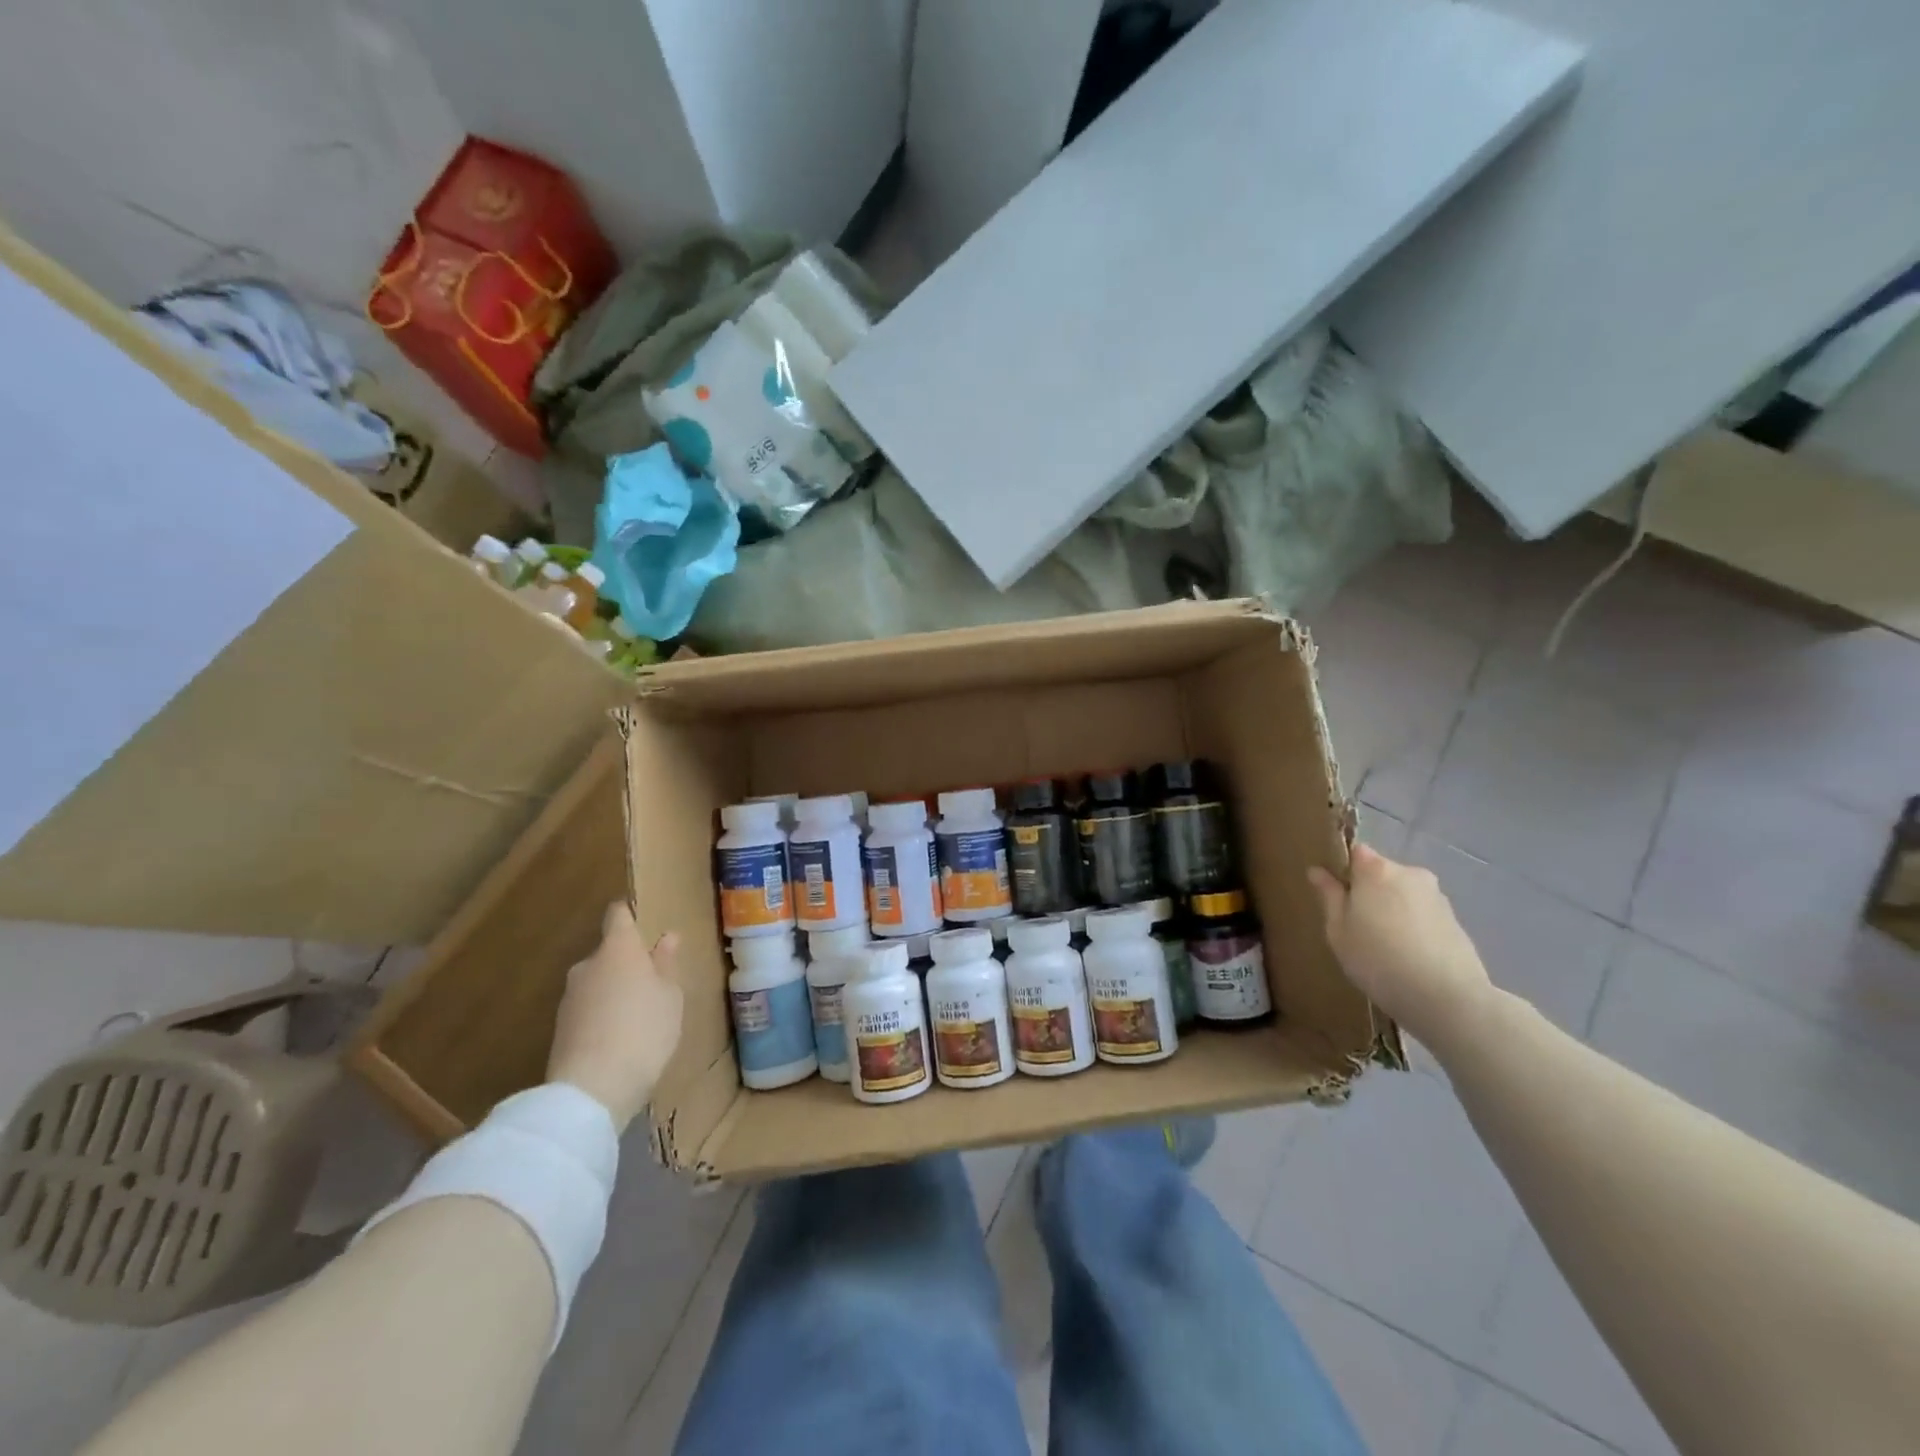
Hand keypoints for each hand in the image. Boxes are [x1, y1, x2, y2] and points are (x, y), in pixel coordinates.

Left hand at [548, 903, 683, 1130]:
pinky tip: (619, 1039)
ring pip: (597, 982)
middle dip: (627, 963)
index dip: (629, 915)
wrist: (592, 1089)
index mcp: (618, 950)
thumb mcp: (671, 996)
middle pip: (608, 953)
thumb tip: (666, 937)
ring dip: (614, 992)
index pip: (617, 916)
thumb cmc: (644, 1030)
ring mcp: (570, 997)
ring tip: (639, 1017)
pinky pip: (588, 1009)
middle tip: (653, 984)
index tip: (642, 921)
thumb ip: (666, 965)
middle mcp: (588, 965)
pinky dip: (602, 1016)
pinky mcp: (560, 1028)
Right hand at [1307, 844, 1493, 1053]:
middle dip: (1369, 892)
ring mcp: (1437, 896)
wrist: (1447, 999)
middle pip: (1381, 873)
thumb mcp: (1339, 931)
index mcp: (1376, 869)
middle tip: (1357, 926)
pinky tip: (1408, 957)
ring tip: (1385, 947)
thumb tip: (1318, 871)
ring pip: (1403, 895)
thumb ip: (1329, 896)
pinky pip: (1423, 914)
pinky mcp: (1456, 920)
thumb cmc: (1378, 960)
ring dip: (1392, 910)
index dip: (1344, 870)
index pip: (1355, 852)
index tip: (1336, 896)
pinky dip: (1413, 927)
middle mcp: (1410, 873)